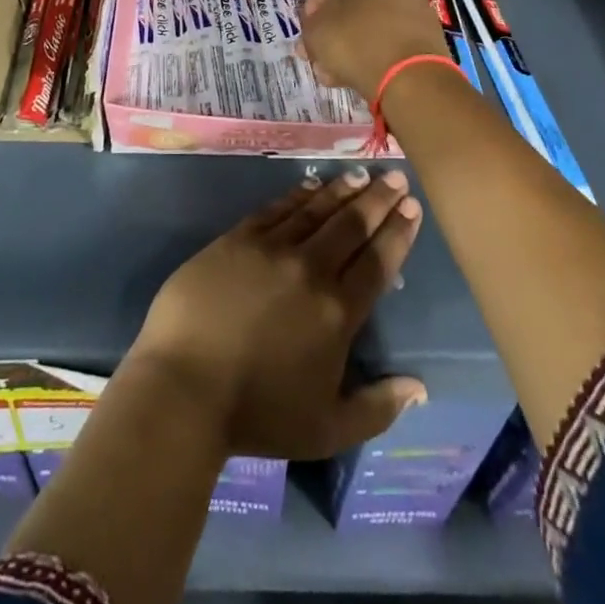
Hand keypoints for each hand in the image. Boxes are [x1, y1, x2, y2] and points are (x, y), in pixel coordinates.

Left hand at [125, 170, 426, 460]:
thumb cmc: (258, 413)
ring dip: (340, 190)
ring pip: (315, 209)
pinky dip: (297, 194)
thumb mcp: (328, 429)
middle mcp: (309, 269)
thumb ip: (378, 407)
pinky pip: (276, 209)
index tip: (412, 207)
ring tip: (359, 175)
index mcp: (337, 311)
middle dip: (377, 198)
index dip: (397, 232)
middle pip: (351, 225)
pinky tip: (310, 185)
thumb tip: (419, 387)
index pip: (377, 261)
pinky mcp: (237, 239)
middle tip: (394, 177)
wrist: (185, 385)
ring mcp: (270, 248)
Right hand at [300, 0, 449, 102]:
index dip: (313, 6)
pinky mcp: (429, 26)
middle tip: (322, 52)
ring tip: (338, 71)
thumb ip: (309, 28)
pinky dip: (378, 49)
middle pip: (353, 0)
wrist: (410, 75)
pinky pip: (394, 34)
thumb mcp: (314, 33)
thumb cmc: (353, 41)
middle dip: (335, 27)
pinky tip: (364, 73)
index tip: (308, 30)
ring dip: (354, 41)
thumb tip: (313, 34)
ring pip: (373, 19)